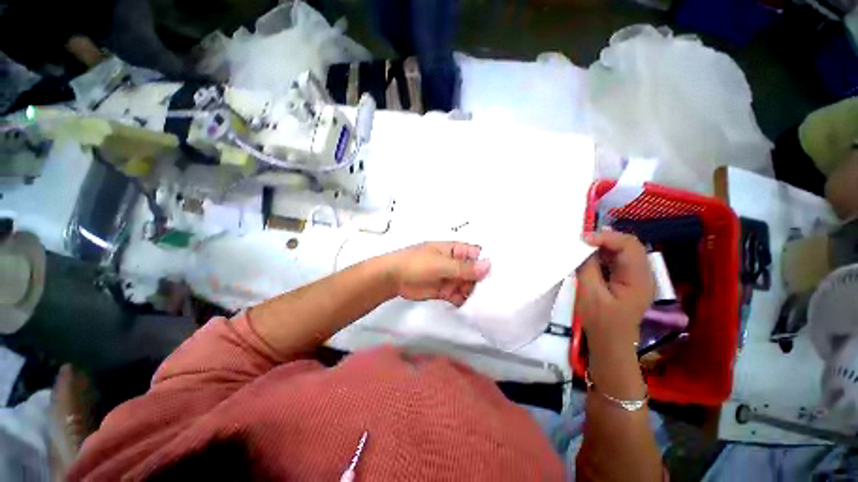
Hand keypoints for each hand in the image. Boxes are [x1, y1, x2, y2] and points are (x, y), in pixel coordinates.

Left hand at [383, 242, 490, 306]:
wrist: (393, 278)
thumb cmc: (417, 263)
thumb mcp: (440, 263)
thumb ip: (463, 267)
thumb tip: (488, 265)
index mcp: (455, 250)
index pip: (477, 254)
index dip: (489, 263)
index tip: (504, 275)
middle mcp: (456, 263)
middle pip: (475, 272)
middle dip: (485, 281)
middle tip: (500, 295)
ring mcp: (451, 278)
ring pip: (469, 285)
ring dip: (476, 293)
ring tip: (489, 305)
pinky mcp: (446, 291)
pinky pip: (460, 296)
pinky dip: (466, 301)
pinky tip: (474, 309)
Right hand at [575, 229, 653, 343]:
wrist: (610, 343)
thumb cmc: (600, 321)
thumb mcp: (590, 293)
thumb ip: (588, 267)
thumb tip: (583, 246)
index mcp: (639, 279)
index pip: (629, 246)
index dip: (606, 237)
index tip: (582, 238)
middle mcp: (643, 274)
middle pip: (630, 245)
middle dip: (605, 238)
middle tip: (581, 240)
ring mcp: (637, 277)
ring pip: (624, 250)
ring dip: (603, 245)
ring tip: (583, 245)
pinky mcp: (628, 280)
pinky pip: (618, 259)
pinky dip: (603, 254)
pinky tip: (589, 256)